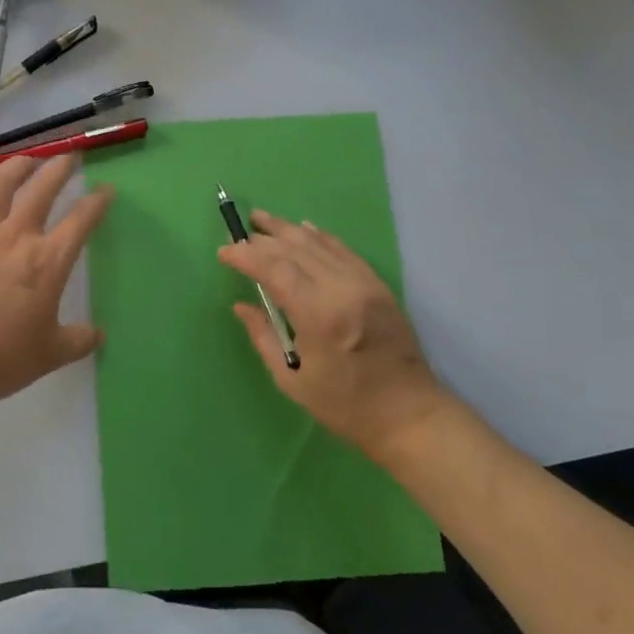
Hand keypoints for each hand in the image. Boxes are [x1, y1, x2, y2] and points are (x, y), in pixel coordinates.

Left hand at [0, 154, 111, 411]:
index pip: (81, 220)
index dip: (97, 201)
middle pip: (42, 188)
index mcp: (48, 262)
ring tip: (27, 159)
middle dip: (59, 168)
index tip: (106, 189)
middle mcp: (16, 237)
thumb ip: (79, 339)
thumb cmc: (1, 359)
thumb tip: (97, 334)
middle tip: (68, 157)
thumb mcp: (51, 354)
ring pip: (0, 184)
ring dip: (17, 165)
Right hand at [218, 210, 451, 463]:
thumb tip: (241, 306)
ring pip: (318, 243)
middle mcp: (342, 289)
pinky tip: (303, 227)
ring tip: (261, 219)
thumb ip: (263, 336)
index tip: (224, 252)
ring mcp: (363, 282)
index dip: (246, 256)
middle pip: (294, 249)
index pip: (275, 269)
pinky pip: (343, 249)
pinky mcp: (377, 284)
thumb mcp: (292, 379)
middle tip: (237, 234)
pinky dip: (319, 236)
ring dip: (286, 229)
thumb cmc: (345, 404)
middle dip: (262, 239)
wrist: (409, 414)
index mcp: (319, 315)